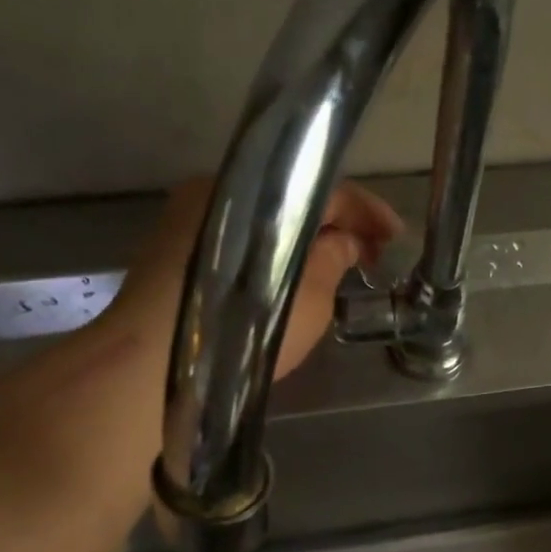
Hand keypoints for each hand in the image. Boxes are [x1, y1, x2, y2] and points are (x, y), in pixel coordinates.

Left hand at [106, 176, 403, 377]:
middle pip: (293, 202)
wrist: (154, 362)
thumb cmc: (241, 327)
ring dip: (305, 245)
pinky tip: (290, 285)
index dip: (369, 213)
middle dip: (338, 229)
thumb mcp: (307, 298)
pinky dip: (274, 258)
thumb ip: (333, 260)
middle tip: (370, 260)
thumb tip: (346, 242)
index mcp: (256, 189)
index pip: (327, 188)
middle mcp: (219, 191)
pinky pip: (242, 244)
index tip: (396, 238)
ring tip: (336, 275)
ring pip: (266, 225)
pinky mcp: (174, 252)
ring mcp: (191, 221)